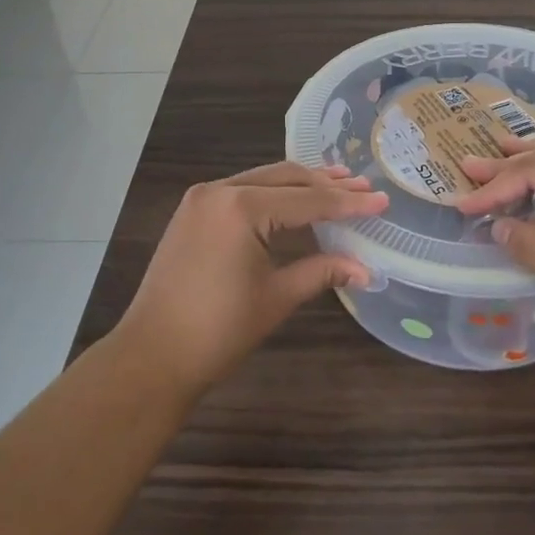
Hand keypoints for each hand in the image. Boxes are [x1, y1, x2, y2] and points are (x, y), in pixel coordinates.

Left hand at [113, 163, 388, 397]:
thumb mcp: (277, 297)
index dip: (347, 203)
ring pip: (262, 180)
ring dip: (299, 184)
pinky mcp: (192, 211)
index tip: (381, 200)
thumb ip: (322, 272)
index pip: (307, 200)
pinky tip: (293, 198)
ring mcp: (201, 198)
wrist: (152, 355)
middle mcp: (220, 190)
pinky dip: (271, 193)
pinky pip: (242, 190)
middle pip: (285, 178)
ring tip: (337, 183)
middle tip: (363, 187)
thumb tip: (367, 270)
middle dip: (325, 184)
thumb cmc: (218, 330)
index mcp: (241, 207)